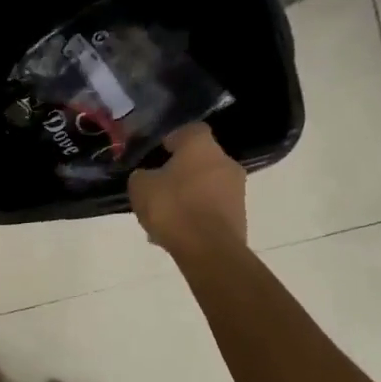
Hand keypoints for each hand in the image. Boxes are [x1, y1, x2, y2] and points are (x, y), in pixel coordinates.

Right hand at [128, 123, 246, 258]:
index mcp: (202, 146)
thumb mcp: (141, 188)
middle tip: (159, 189)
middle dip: (180, 173)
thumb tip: (147, 176)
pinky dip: (196, 216)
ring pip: (206, 187)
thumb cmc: (173, 208)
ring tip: (165, 218)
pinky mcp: (240, 216)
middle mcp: (226, 162)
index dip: (172, 140)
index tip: (158, 154)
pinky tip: (177, 233)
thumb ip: (142, 176)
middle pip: (200, 161)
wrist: (209, 250)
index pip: (190, 131)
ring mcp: (237, 190)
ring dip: (188, 196)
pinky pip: (212, 210)